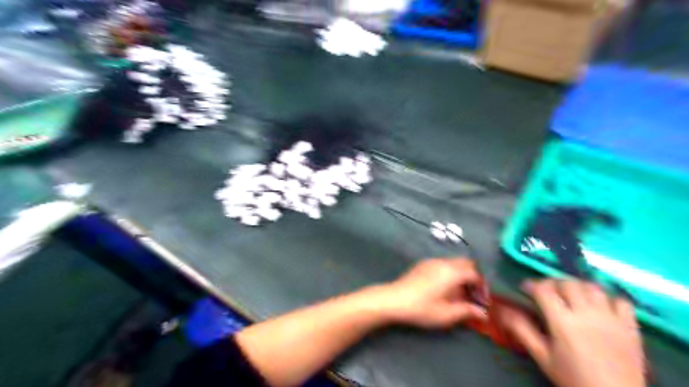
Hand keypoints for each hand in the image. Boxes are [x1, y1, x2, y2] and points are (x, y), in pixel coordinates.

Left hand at [372, 259, 482, 327]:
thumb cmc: (422, 308)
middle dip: (473, 277)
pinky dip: (450, 272)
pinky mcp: (422, 264)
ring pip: (454, 262)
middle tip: (472, 294)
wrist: (394, 299)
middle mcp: (443, 262)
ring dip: (461, 274)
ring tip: (459, 293)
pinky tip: (444, 288)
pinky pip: (443, 264)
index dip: (482, 287)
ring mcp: (431, 261)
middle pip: (466, 263)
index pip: (475, 274)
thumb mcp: (446, 314)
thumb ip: (467, 311)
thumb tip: (483, 313)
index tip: (481, 300)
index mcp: (452, 272)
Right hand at [501, 279, 646, 386]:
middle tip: (545, 292)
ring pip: (592, 287)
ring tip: (570, 295)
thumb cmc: (573, 378)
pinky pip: (621, 301)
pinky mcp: (630, 326)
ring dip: (578, 286)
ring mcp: (611, 318)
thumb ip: (522, 331)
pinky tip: (600, 306)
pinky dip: (608, 298)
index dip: (531, 285)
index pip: (543, 290)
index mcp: (562, 321)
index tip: (524, 289)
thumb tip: (503, 310)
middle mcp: (586, 313)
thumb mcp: (542, 357)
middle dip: (552, 283)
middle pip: (567, 283)